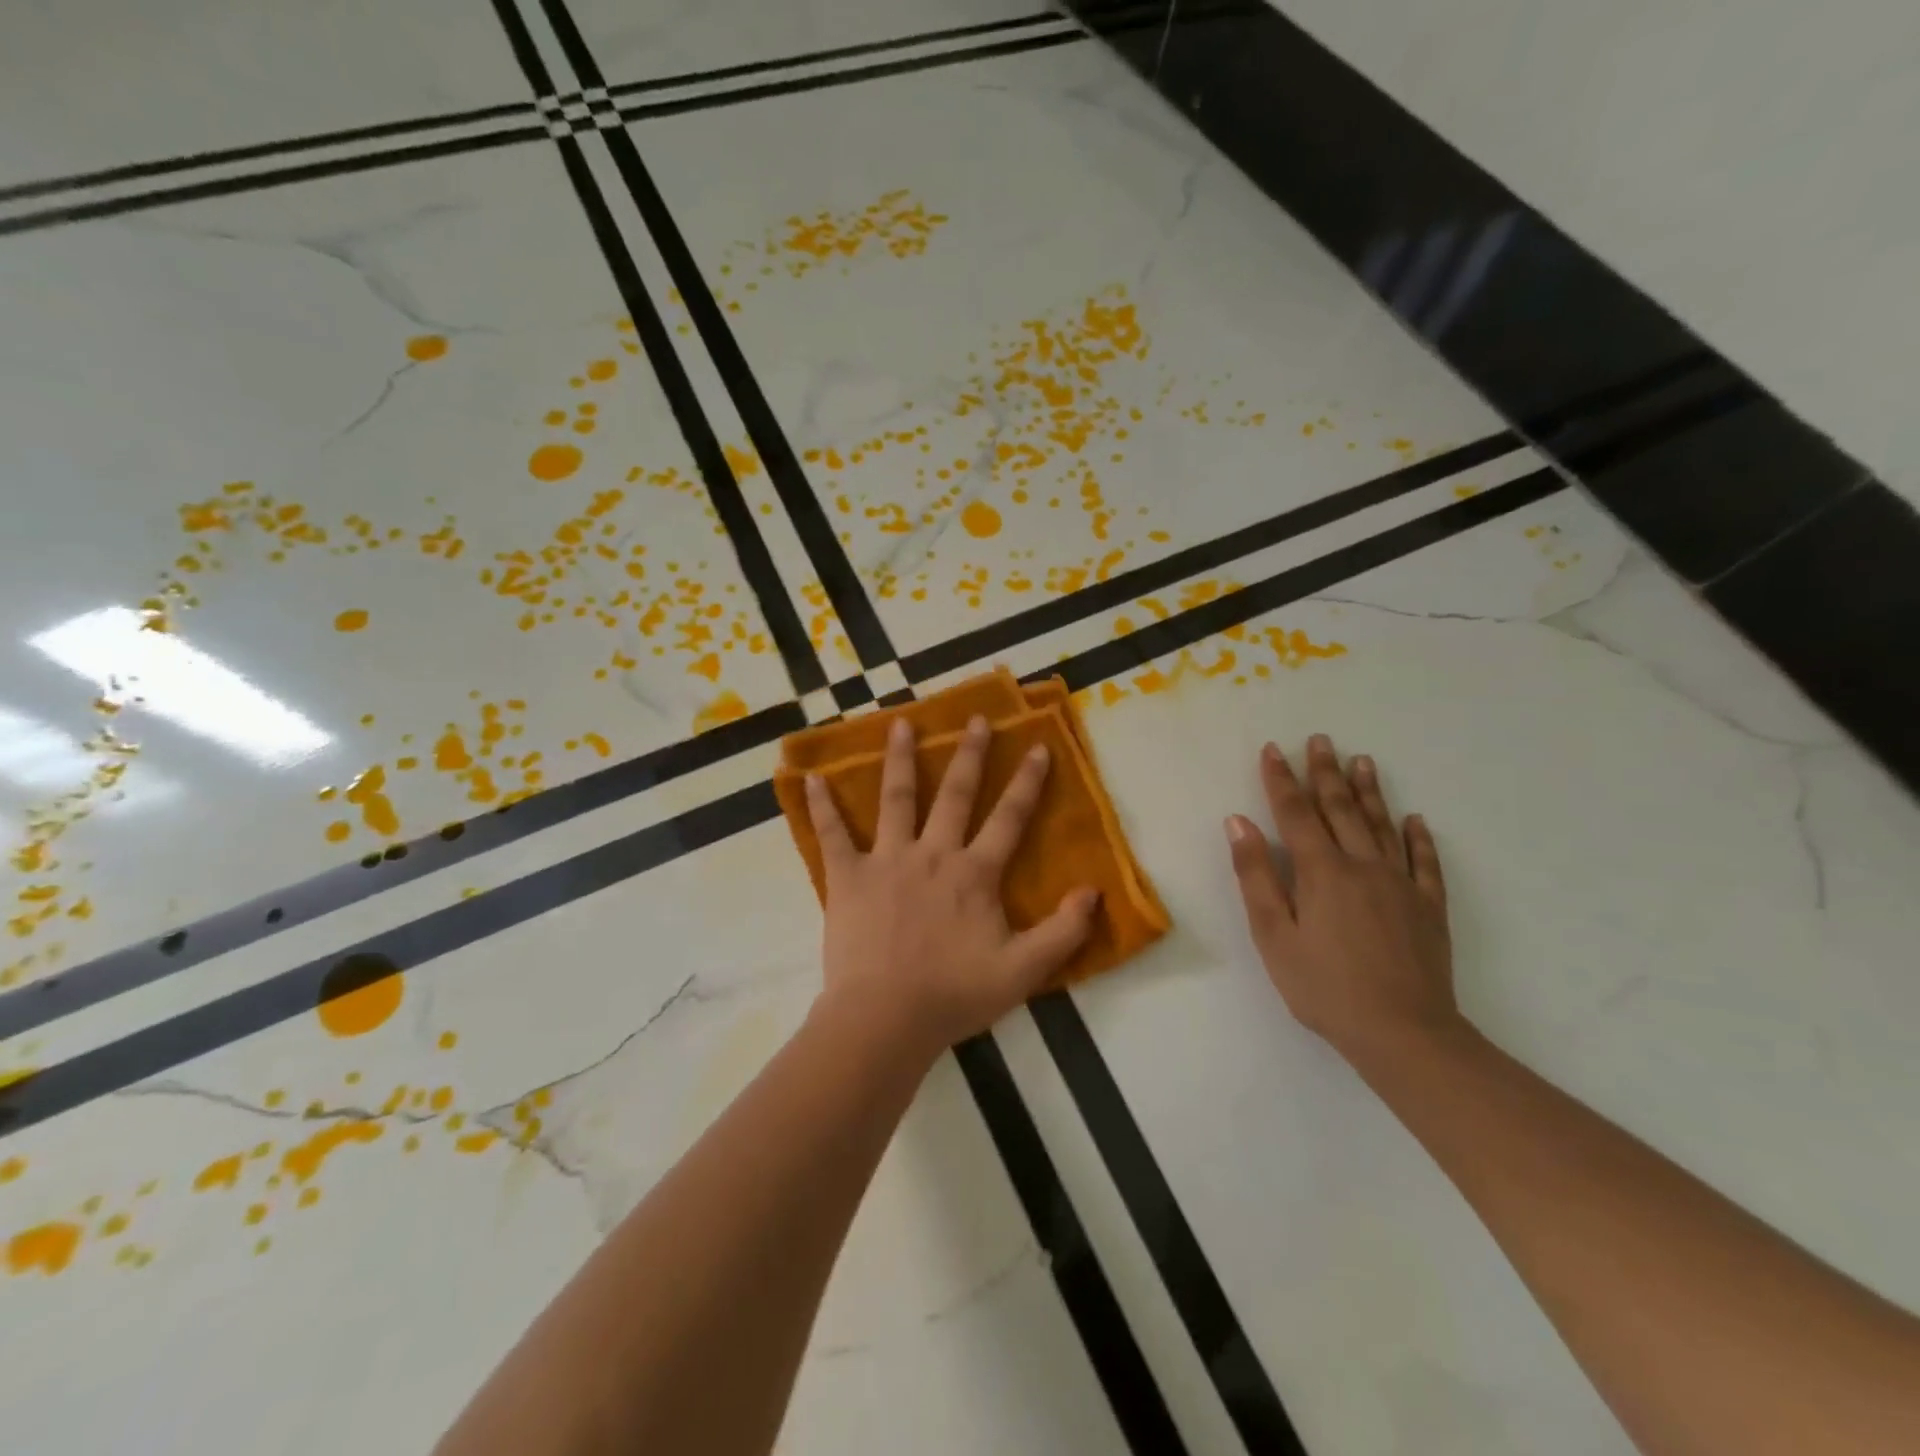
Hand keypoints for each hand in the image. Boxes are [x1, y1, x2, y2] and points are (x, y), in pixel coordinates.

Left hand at [804, 714, 1099, 1058]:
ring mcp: (887, 860)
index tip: (1037, 746)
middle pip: (956, 794)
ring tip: (901, 724)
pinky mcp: (848, 877)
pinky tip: (810, 778)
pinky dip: (821, 806)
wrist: (886, 1017)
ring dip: (900, 759)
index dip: (1027, 782)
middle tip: (976, 718)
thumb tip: (1094, 891)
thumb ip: (1063, 932)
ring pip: (896, 799)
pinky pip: (832, 835)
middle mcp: (933, 854)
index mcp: (974, 873)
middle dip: (970, 754)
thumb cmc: (954, 994)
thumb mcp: (1023, 971)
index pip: (1009, 818)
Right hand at [1226, 734, 1459, 1069]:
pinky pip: (1425, 862)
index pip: (1295, 814)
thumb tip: (1238, 822)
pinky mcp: (1428, 908)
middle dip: (1326, 772)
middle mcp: (1362, 865)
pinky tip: (1414, 820)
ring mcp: (1401, 885)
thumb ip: (1255, 875)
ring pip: (1382, 826)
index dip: (1281, 780)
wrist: (1403, 1033)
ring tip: (1362, 761)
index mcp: (1321, 871)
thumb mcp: (1272, 934)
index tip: (1273, 749)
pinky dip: (1419, 838)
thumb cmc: (1323, 987)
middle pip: (1340, 809)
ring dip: (1369, 791)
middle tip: (1321, 740)